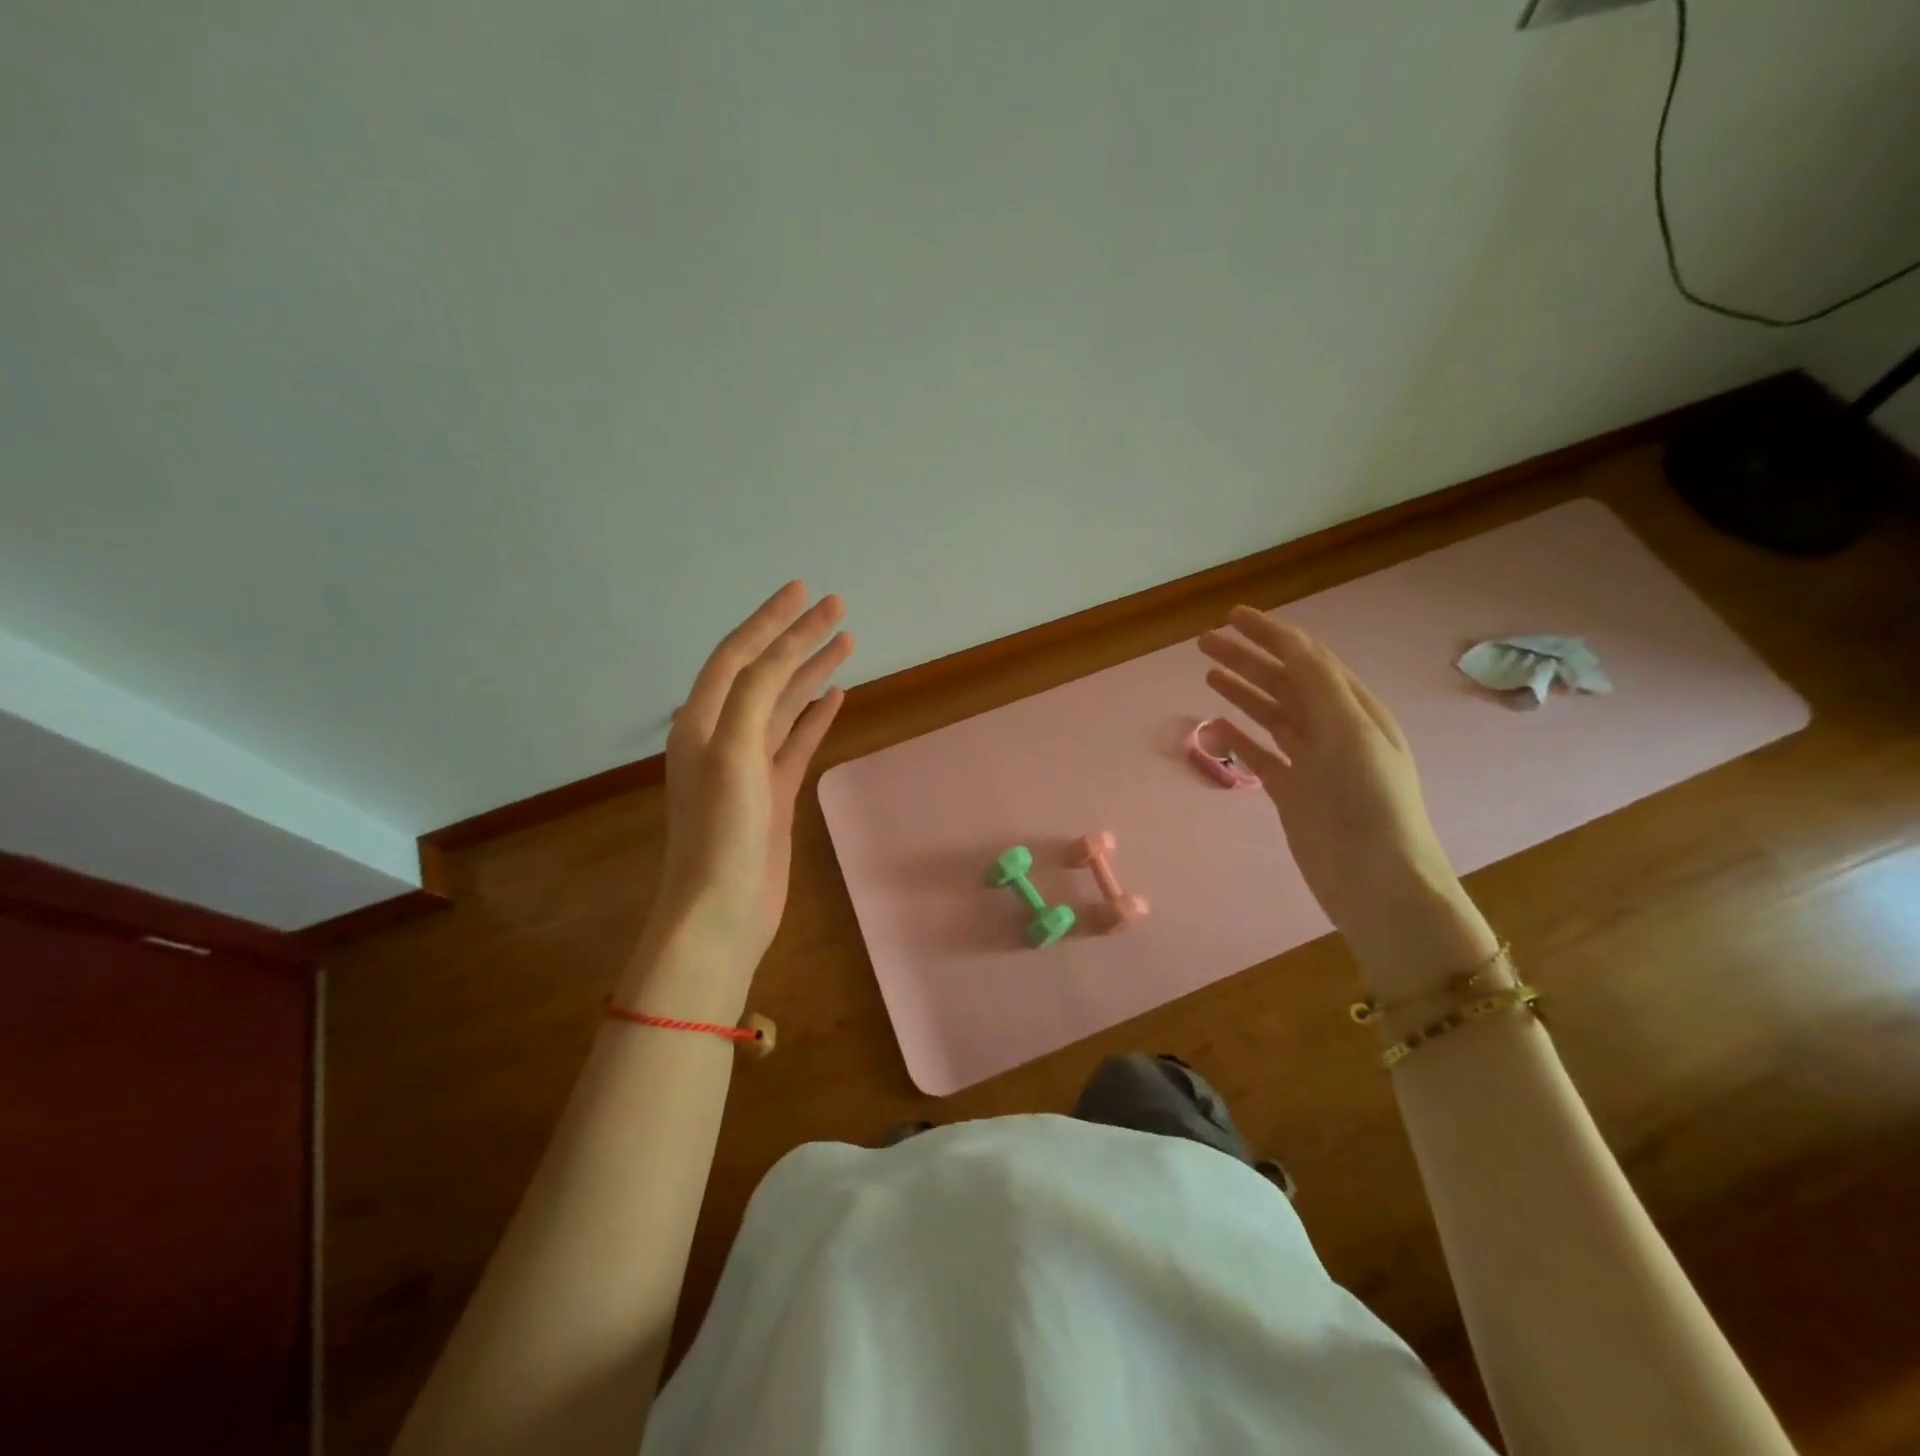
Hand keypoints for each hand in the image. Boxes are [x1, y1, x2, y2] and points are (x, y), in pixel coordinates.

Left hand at [650, 583, 852, 977]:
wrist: (721, 912)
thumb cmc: (721, 834)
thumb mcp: (732, 755)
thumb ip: (754, 699)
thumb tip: (782, 655)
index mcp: (702, 722)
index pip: (739, 655)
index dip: (770, 620)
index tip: (805, 590)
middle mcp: (722, 735)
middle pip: (765, 673)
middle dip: (798, 638)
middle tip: (837, 608)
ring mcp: (749, 765)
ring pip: (784, 705)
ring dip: (811, 672)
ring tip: (846, 642)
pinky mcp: (772, 793)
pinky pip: (796, 741)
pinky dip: (815, 717)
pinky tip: (836, 697)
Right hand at [1198, 608, 1495, 992]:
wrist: (1376, 880)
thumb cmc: (1369, 802)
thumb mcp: (1350, 732)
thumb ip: (1319, 685)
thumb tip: (1289, 642)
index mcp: (1354, 709)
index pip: (1307, 658)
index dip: (1271, 634)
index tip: (1232, 616)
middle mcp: (1332, 729)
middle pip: (1283, 682)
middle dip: (1247, 657)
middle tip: (1205, 641)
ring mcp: (1311, 762)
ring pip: (1270, 714)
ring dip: (1241, 690)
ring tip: (1208, 671)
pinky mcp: (1293, 792)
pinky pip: (1261, 754)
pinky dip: (1239, 738)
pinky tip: (1217, 725)